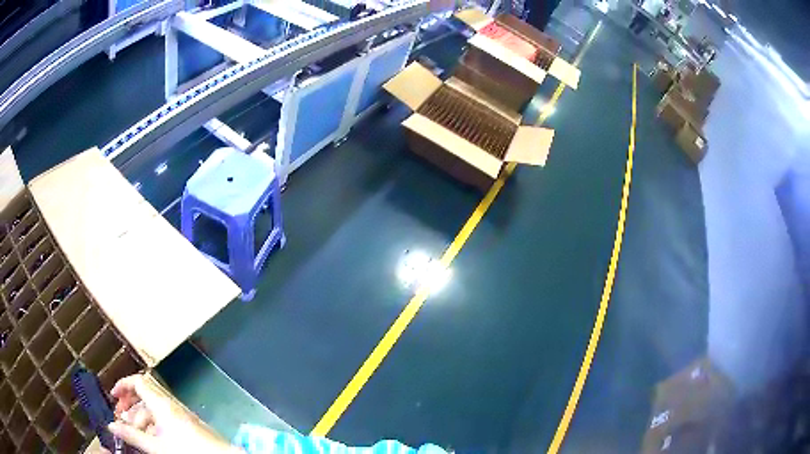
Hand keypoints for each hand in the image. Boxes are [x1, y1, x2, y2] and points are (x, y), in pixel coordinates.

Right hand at [107, 374, 241, 453]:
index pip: (138, 382)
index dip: (123, 385)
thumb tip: (111, 426)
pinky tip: (151, 440)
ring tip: (134, 434)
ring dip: (141, 418)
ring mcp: (181, 414)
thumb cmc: (187, 451)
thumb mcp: (155, 446)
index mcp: (161, 404)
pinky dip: (154, 425)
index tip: (113, 396)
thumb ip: (132, 436)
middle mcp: (171, 405)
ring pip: (155, 409)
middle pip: (145, 395)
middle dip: (130, 405)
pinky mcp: (188, 425)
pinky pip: (166, 419)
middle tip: (121, 419)